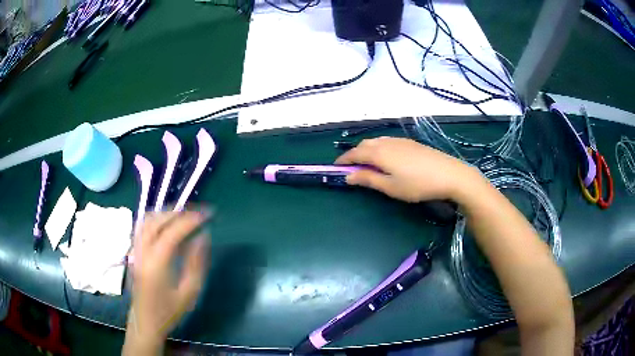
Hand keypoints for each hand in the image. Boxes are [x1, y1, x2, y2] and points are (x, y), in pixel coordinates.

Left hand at [124, 211, 208, 353]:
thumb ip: (196, 263)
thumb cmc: (169, 311)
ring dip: (166, 214)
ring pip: (147, 221)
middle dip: (178, 212)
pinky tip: (167, 225)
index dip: (190, 220)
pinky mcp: (134, 252)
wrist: (145, 322)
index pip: (172, 232)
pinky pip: (143, 227)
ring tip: (184, 215)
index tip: (206, 214)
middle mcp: (142, 252)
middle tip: (197, 212)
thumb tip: (203, 237)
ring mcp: (136, 250)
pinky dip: (156, 220)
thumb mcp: (189, 292)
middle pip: (157, 220)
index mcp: (157, 263)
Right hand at [335, 137, 480, 202]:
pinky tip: (386, 157)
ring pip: (376, 141)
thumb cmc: (417, 184)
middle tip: (351, 167)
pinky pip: (387, 141)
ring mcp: (400, 140)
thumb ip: (368, 179)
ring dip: (367, 150)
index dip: (343, 160)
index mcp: (379, 153)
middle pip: (364, 145)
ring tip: (367, 163)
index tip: (336, 167)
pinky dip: (379, 147)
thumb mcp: (391, 187)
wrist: (449, 174)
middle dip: (354, 154)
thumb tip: (348, 176)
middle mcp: (387, 142)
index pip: (355, 154)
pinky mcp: (410, 142)